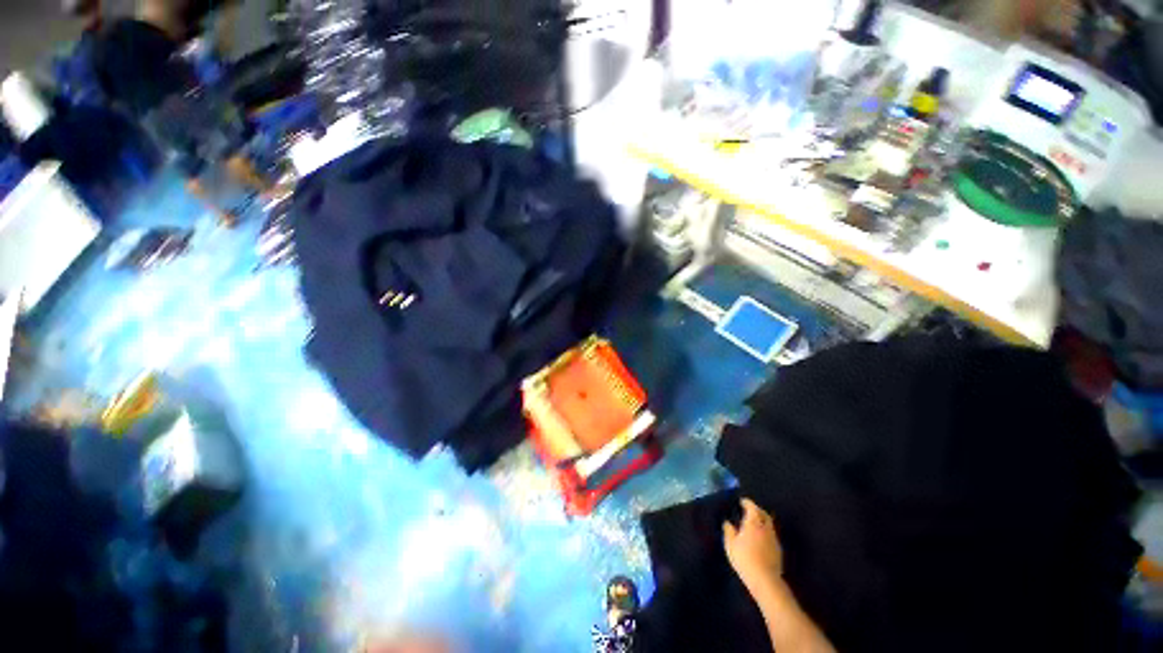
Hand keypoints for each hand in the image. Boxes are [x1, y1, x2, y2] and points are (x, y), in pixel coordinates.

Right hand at [723, 498, 783, 592]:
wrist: (765, 580)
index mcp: (754, 522)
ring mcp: (774, 539)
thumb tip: (728, 522)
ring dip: (762, 521)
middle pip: (764, 514)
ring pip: (769, 524)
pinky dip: (766, 531)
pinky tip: (760, 538)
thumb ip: (729, 531)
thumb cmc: (745, 558)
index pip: (752, 507)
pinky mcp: (778, 550)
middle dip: (757, 510)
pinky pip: (771, 535)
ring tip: (754, 524)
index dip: (747, 503)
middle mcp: (766, 527)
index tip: (742, 501)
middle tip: (750, 510)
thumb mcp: (730, 544)